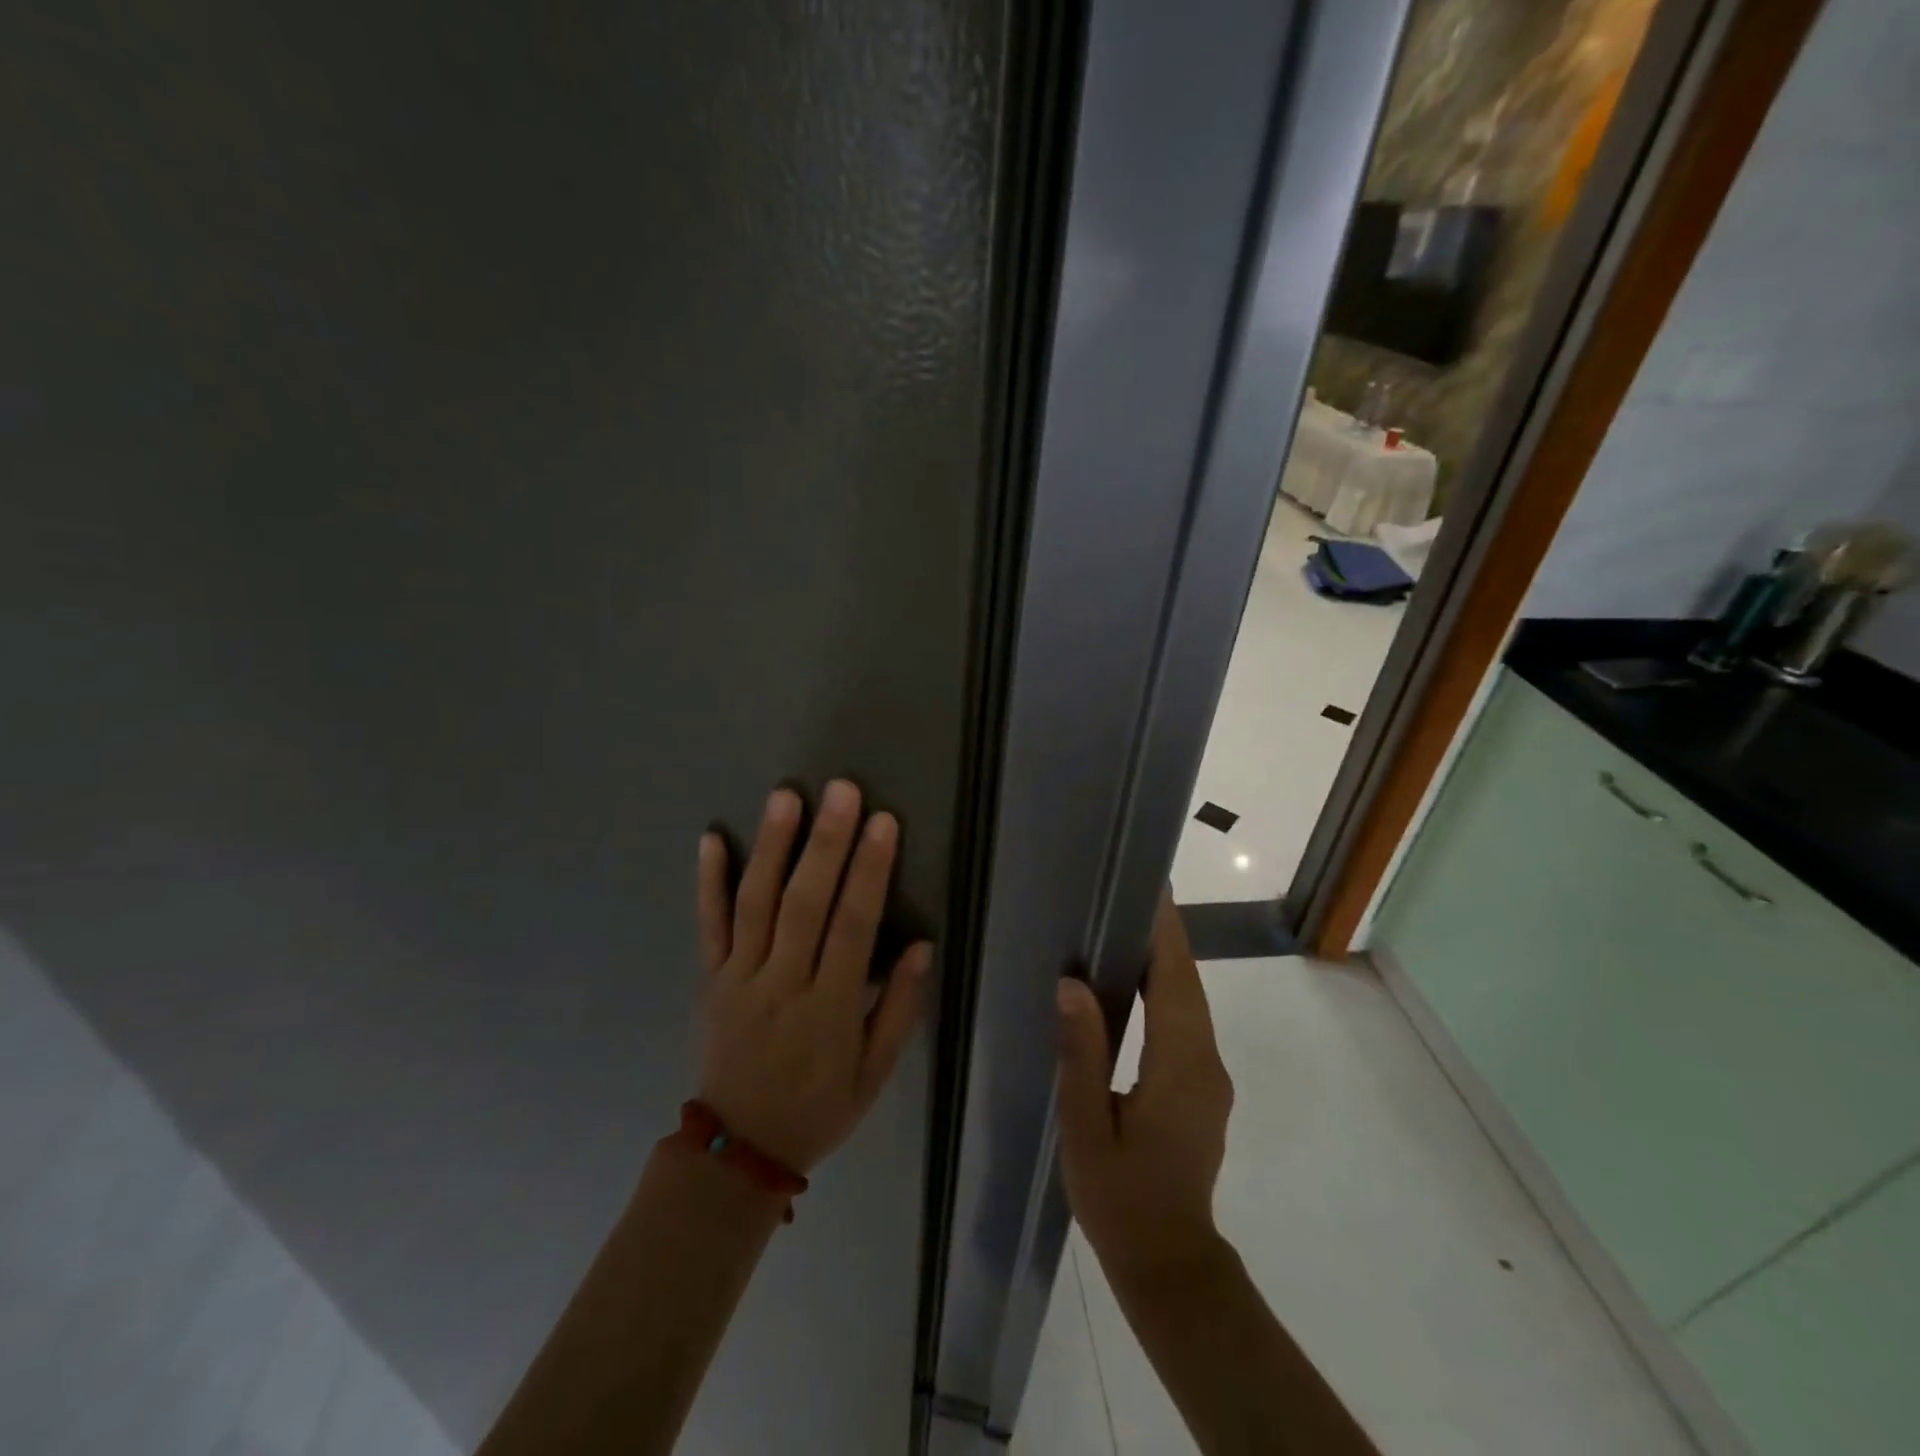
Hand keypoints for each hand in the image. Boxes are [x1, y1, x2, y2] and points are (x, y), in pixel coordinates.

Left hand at [695, 780, 931, 1173]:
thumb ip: (900, 1008)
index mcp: (830, 1009)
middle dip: (826, 844)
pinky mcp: (710, 978)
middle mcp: (783, 983)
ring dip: (770, 847)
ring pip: (755, 904)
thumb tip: (923, 945)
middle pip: (804, 904)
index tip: (883, 823)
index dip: (869, 872)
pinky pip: (708, 925)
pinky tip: (711, 837)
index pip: (853, 928)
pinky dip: (708, 881)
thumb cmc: (819, 1109)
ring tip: (785, 797)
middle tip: (841, 790)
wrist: (738, 1152)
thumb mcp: (875, 1074)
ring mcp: (740, 977)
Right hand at [1055, 892, 1233, 1281]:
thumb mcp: (1086, 1127)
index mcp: (1180, 1067)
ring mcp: (1210, 1075)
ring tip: (1126, 922)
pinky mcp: (1203, 1085)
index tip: (1152, 888)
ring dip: (1166, 959)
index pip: (1177, 981)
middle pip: (1189, 983)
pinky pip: (1187, 1021)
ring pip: (1191, 1000)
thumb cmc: (1120, 1198)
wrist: (1170, 1262)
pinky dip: (1167, 988)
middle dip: (1164, 935)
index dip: (1166, 932)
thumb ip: (1082, 1054)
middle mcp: (1206, 1061)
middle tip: (1129, 892)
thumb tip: (1072, 985)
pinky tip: (1136, 979)